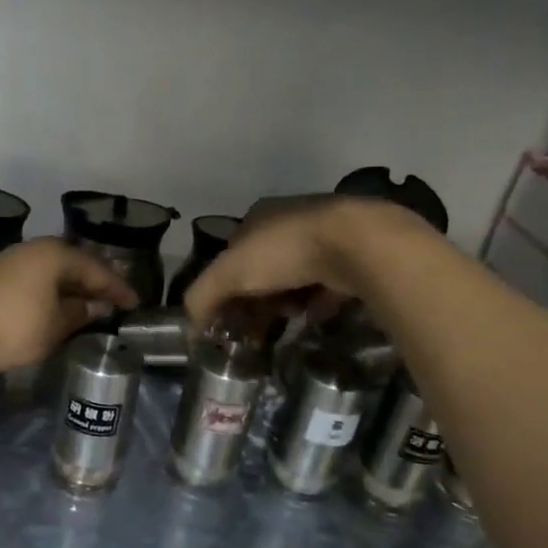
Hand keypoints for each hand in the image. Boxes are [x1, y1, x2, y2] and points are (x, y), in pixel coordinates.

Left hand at [0, 239, 138, 375]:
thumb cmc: (13, 325)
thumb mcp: (55, 326)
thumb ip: (80, 314)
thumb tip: (96, 306)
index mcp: (56, 254)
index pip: (97, 269)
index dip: (118, 289)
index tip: (135, 304)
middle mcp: (36, 249)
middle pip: (74, 265)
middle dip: (95, 284)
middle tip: (114, 302)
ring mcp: (13, 261)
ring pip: (53, 273)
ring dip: (72, 289)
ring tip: (89, 307)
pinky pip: (37, 280)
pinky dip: (52, 293)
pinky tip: (56, 309)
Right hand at [184, 196, 421, 326]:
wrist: (357, 244)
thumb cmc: (285, 252)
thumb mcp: (229, 273)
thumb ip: (202, 298)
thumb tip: (190, 327)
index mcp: (256, 217)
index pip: (231, 256)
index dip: (225, 288)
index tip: (227, 318)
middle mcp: (289, 221)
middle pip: (263, 269)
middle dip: (256, 300)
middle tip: (255, 330)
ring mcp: (325, 236)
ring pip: (295, 278)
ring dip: (286, 302)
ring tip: (288, 321)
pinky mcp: (354, 255)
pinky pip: (327, 285)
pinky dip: (318, 302)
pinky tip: (315, 316)